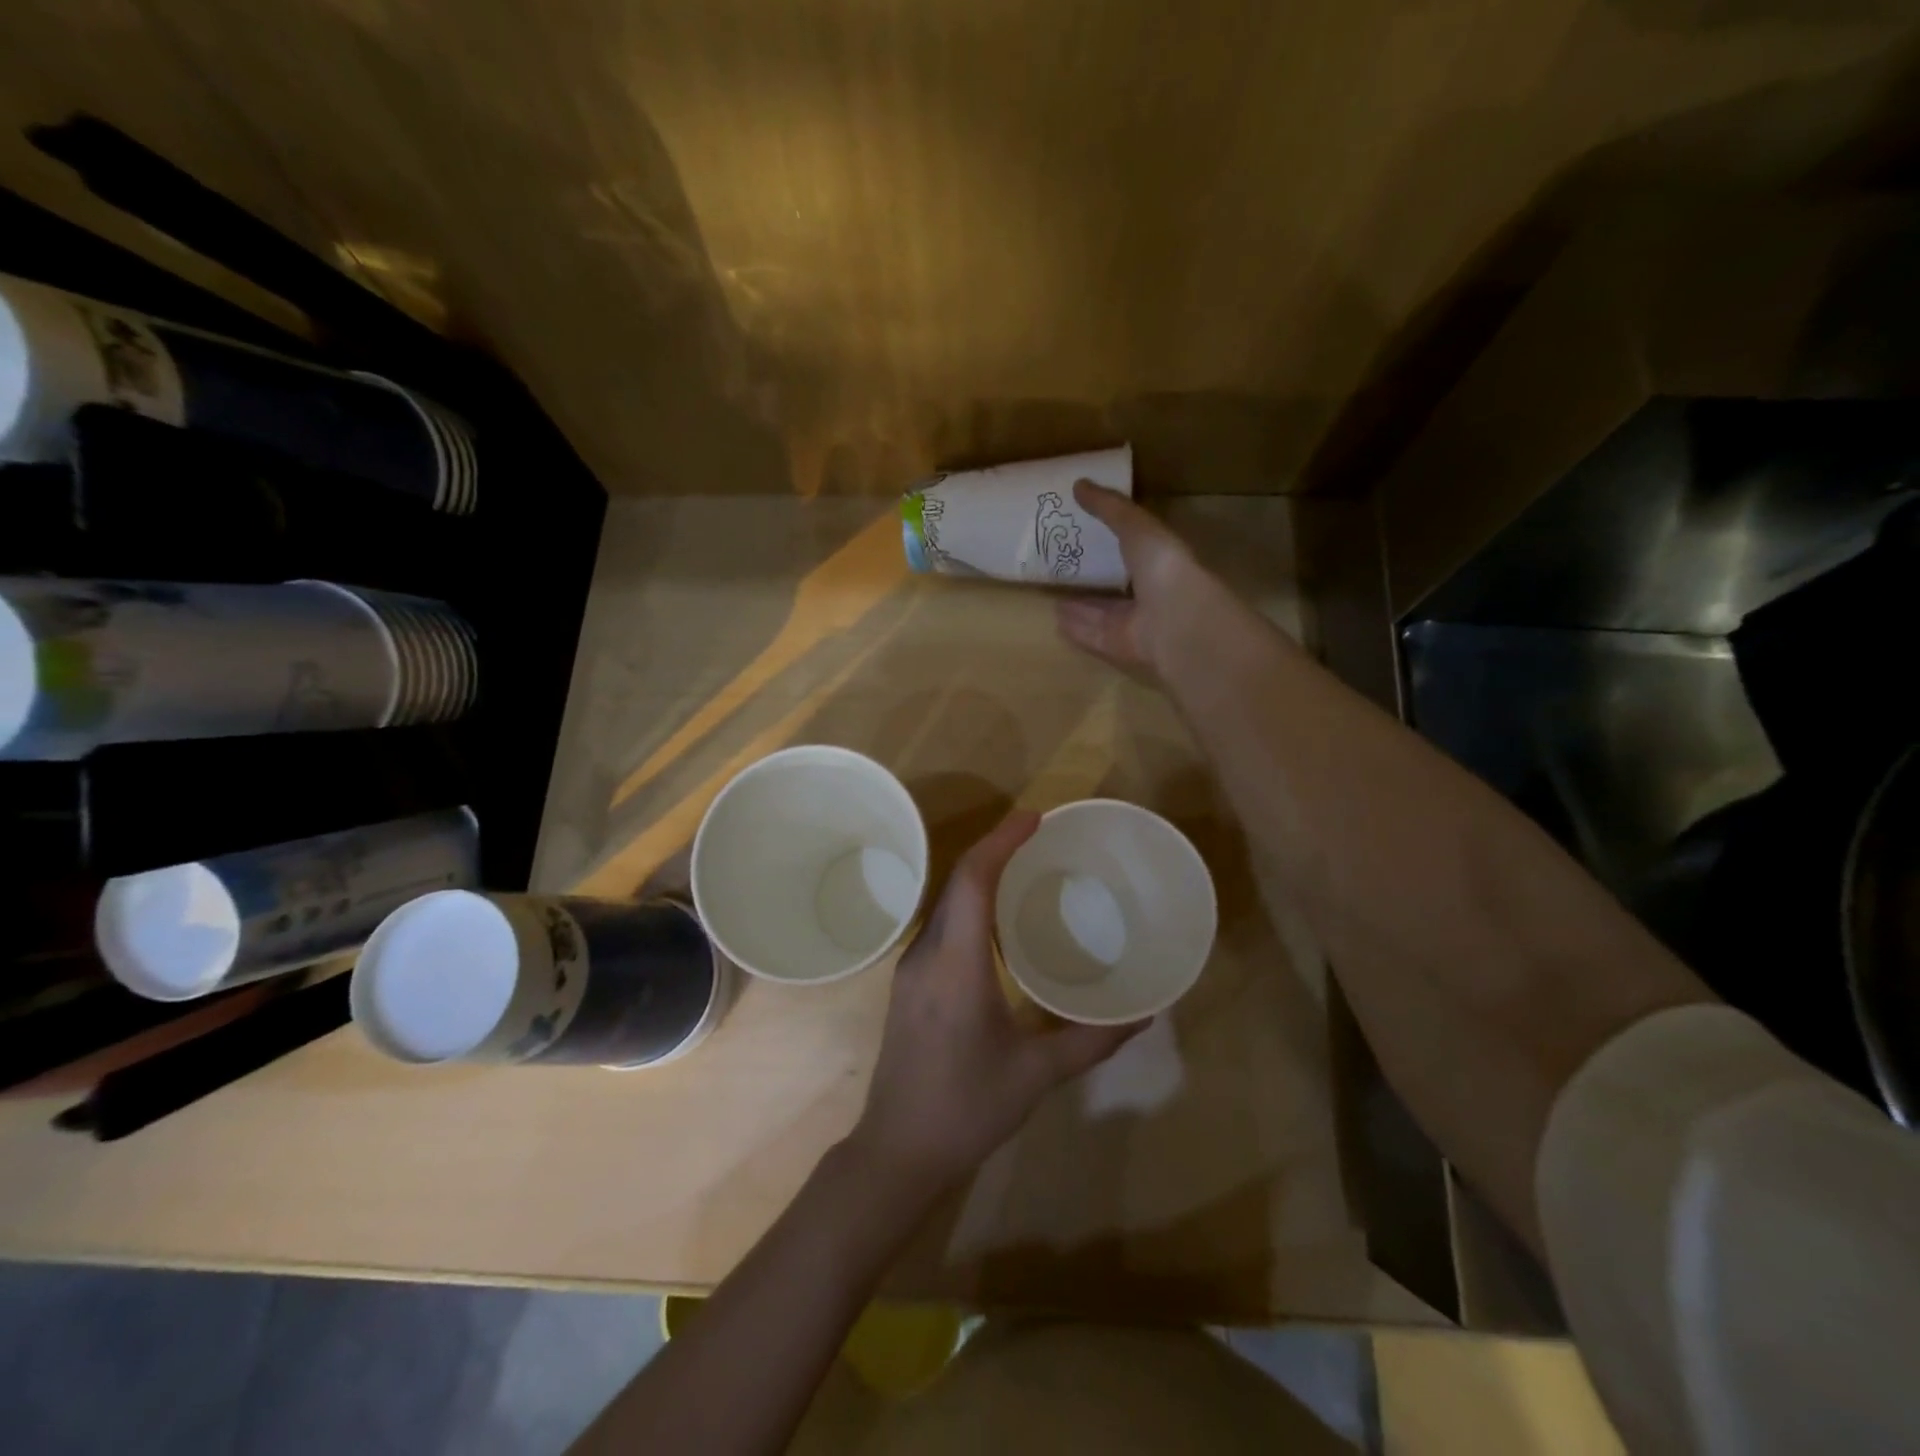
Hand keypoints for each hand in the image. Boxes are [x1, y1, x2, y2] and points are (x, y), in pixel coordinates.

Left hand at [847, 811, 1145, 1194]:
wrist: (897, 1150)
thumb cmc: (967, 1109)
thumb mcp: (1037, 1074)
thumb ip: (1092, 1041)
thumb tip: (1144, 1013)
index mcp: (955, 964)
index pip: (972, 880)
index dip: (1001, 841)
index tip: (1035, 818)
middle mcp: (926, 953)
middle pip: (957, 881)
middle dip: (996, 849)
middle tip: (1040, 837)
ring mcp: (911, 967)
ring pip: (946, 902)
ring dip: (982, 875)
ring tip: (1025, 868)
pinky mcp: (909, 983)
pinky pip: (942, 925)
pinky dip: (971, 904)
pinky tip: (998, 921)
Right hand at [1054, 479, 1237, 681]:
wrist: (1177, 621)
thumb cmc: (1163, 567)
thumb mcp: (1137, 526)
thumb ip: (1110, 508)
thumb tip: (1078, 484)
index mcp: (1163, 562)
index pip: (1138, 549)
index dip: (1117, 541)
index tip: (1089, 532)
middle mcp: (1153, 594)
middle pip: (1119, 587)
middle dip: (1097, 580)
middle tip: (1067, 570)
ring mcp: (1138, 624)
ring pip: (1104, 614)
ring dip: (1082, 607)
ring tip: (1054, 598)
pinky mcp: (1122, 647)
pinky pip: (1095, 635)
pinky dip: (1077, 629)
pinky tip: (1055, 622)